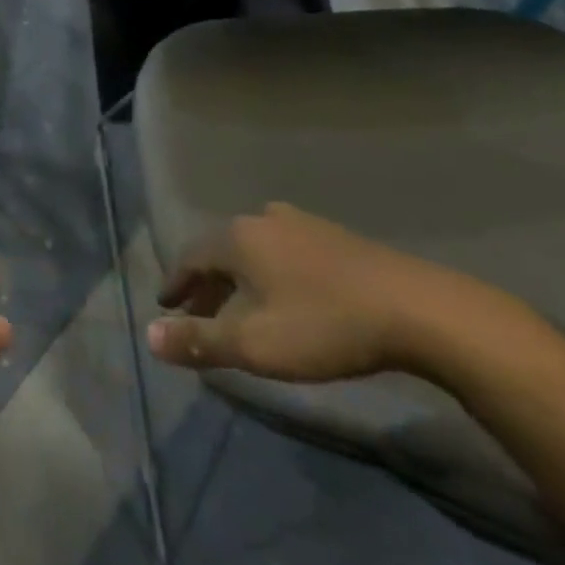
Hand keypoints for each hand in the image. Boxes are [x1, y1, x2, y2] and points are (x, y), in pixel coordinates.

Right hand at [147, 203, 506, 382]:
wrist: (417, 309)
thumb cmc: (324, 326)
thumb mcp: (255, 345)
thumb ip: (200, 340)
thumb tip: (148, 337)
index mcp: (237, 238)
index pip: (190, 256)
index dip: (175, 283)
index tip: (166, 306)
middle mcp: (263, 219)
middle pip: (221, 250)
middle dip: (206, 283)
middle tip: (198, 313)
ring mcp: (302, 223)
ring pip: (254, 249)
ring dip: (239, 277)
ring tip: (240, 306)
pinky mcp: (335, 237)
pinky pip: (284, 250)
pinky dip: (269, 271)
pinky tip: (286, 294)